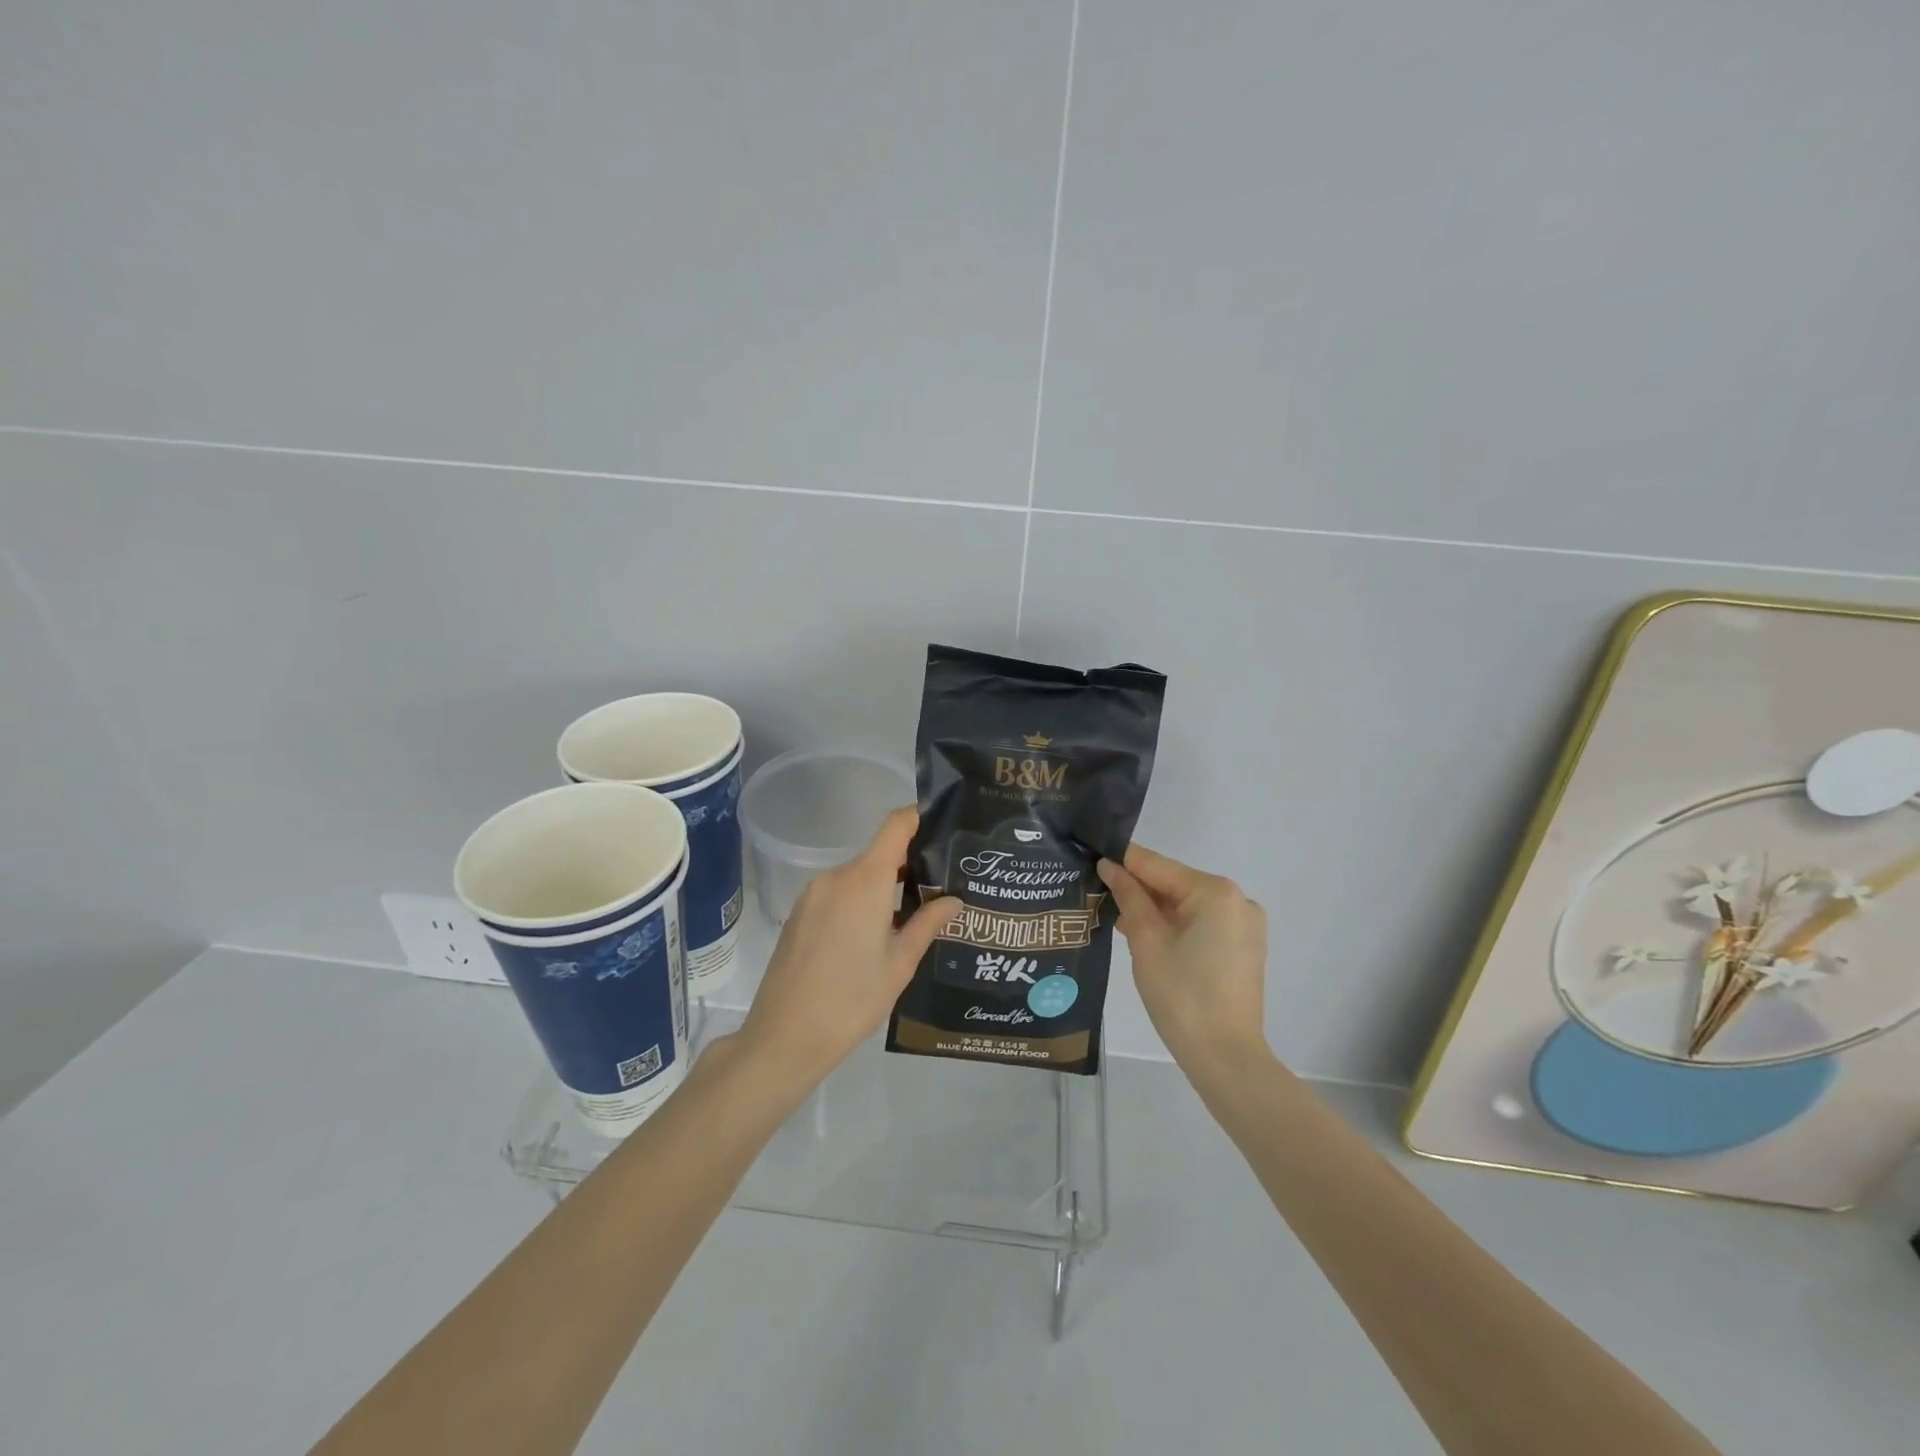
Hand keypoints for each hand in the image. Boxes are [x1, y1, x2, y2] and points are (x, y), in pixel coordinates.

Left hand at [734, 807, 958, 1089]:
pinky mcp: (799, 914)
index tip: (945, 828)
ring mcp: (813, 895)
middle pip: (879, 853)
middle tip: (942, 887)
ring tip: (914, 915)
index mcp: (865, 880)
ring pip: (859, 876)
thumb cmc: (852, 999)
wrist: (784, 1038)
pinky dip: (861, 901)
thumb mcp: (900, 963)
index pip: (896, 825)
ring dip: (885, 888)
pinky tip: (874, 936)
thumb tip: (954, 900)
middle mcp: (836, 876)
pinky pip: (839, 894)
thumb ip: (928, 923)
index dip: (920, 817)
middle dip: (910, 864)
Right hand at [1098, 845, 1268, 1072]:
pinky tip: (1147, 938)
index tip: (1091, 857)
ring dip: (1155, 910)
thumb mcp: (1146, 941)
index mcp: (1215, 892)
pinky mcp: (1244, 948)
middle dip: (1138, 890)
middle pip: (1175, 884)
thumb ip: (1129, 897)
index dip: (1122, 862)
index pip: (1158, 866)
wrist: (1225, 1057)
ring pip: (1187, 905)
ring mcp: (1245, 925)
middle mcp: (1237, 900)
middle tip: (1097, 894)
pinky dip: (1175, 926)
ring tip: (1116, 918)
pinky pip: (1202, 924)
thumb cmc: (1181, 995)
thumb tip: (1111, 867)